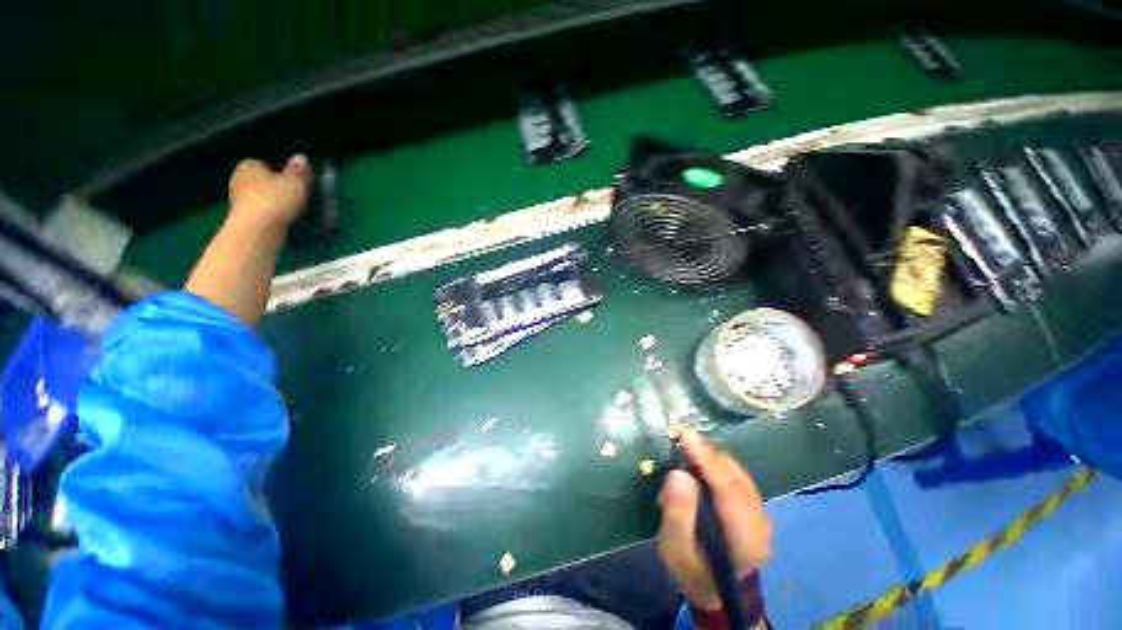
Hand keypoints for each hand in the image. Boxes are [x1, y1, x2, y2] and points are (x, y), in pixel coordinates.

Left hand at [228, 155, 311, 227]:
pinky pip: (262, 212)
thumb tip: (301, 158)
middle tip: (297, 196)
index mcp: (248, 165)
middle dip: (277, 188)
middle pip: (264, 182)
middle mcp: (239, 179)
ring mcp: (238, 200)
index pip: (267, 164)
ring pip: (262, 197)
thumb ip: (299, 170)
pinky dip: (272, 215)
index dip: (283, 173)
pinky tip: (284, 221)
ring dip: (275, 203)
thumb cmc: (276, 199)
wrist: (257, 228)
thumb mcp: (295, 182)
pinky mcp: (243, 218)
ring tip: (293, 211)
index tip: (297, 182)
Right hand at [657, 429, 771, 610]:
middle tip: (681, 437)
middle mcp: (761, 523)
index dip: (705, 459)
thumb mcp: (676, 549)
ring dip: (711, 457)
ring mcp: (762, 514)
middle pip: (735, 477)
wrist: (716, 588)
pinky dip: (718, 464)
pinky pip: (737, 477)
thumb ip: (677, 513)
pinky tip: (701, 463)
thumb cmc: (693, 570)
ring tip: (687, 448)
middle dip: (707, 453)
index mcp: (745, 541)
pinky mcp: (756, 507)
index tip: (685, 435)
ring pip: (738, 473)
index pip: (728, 490)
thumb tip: (678, 473)